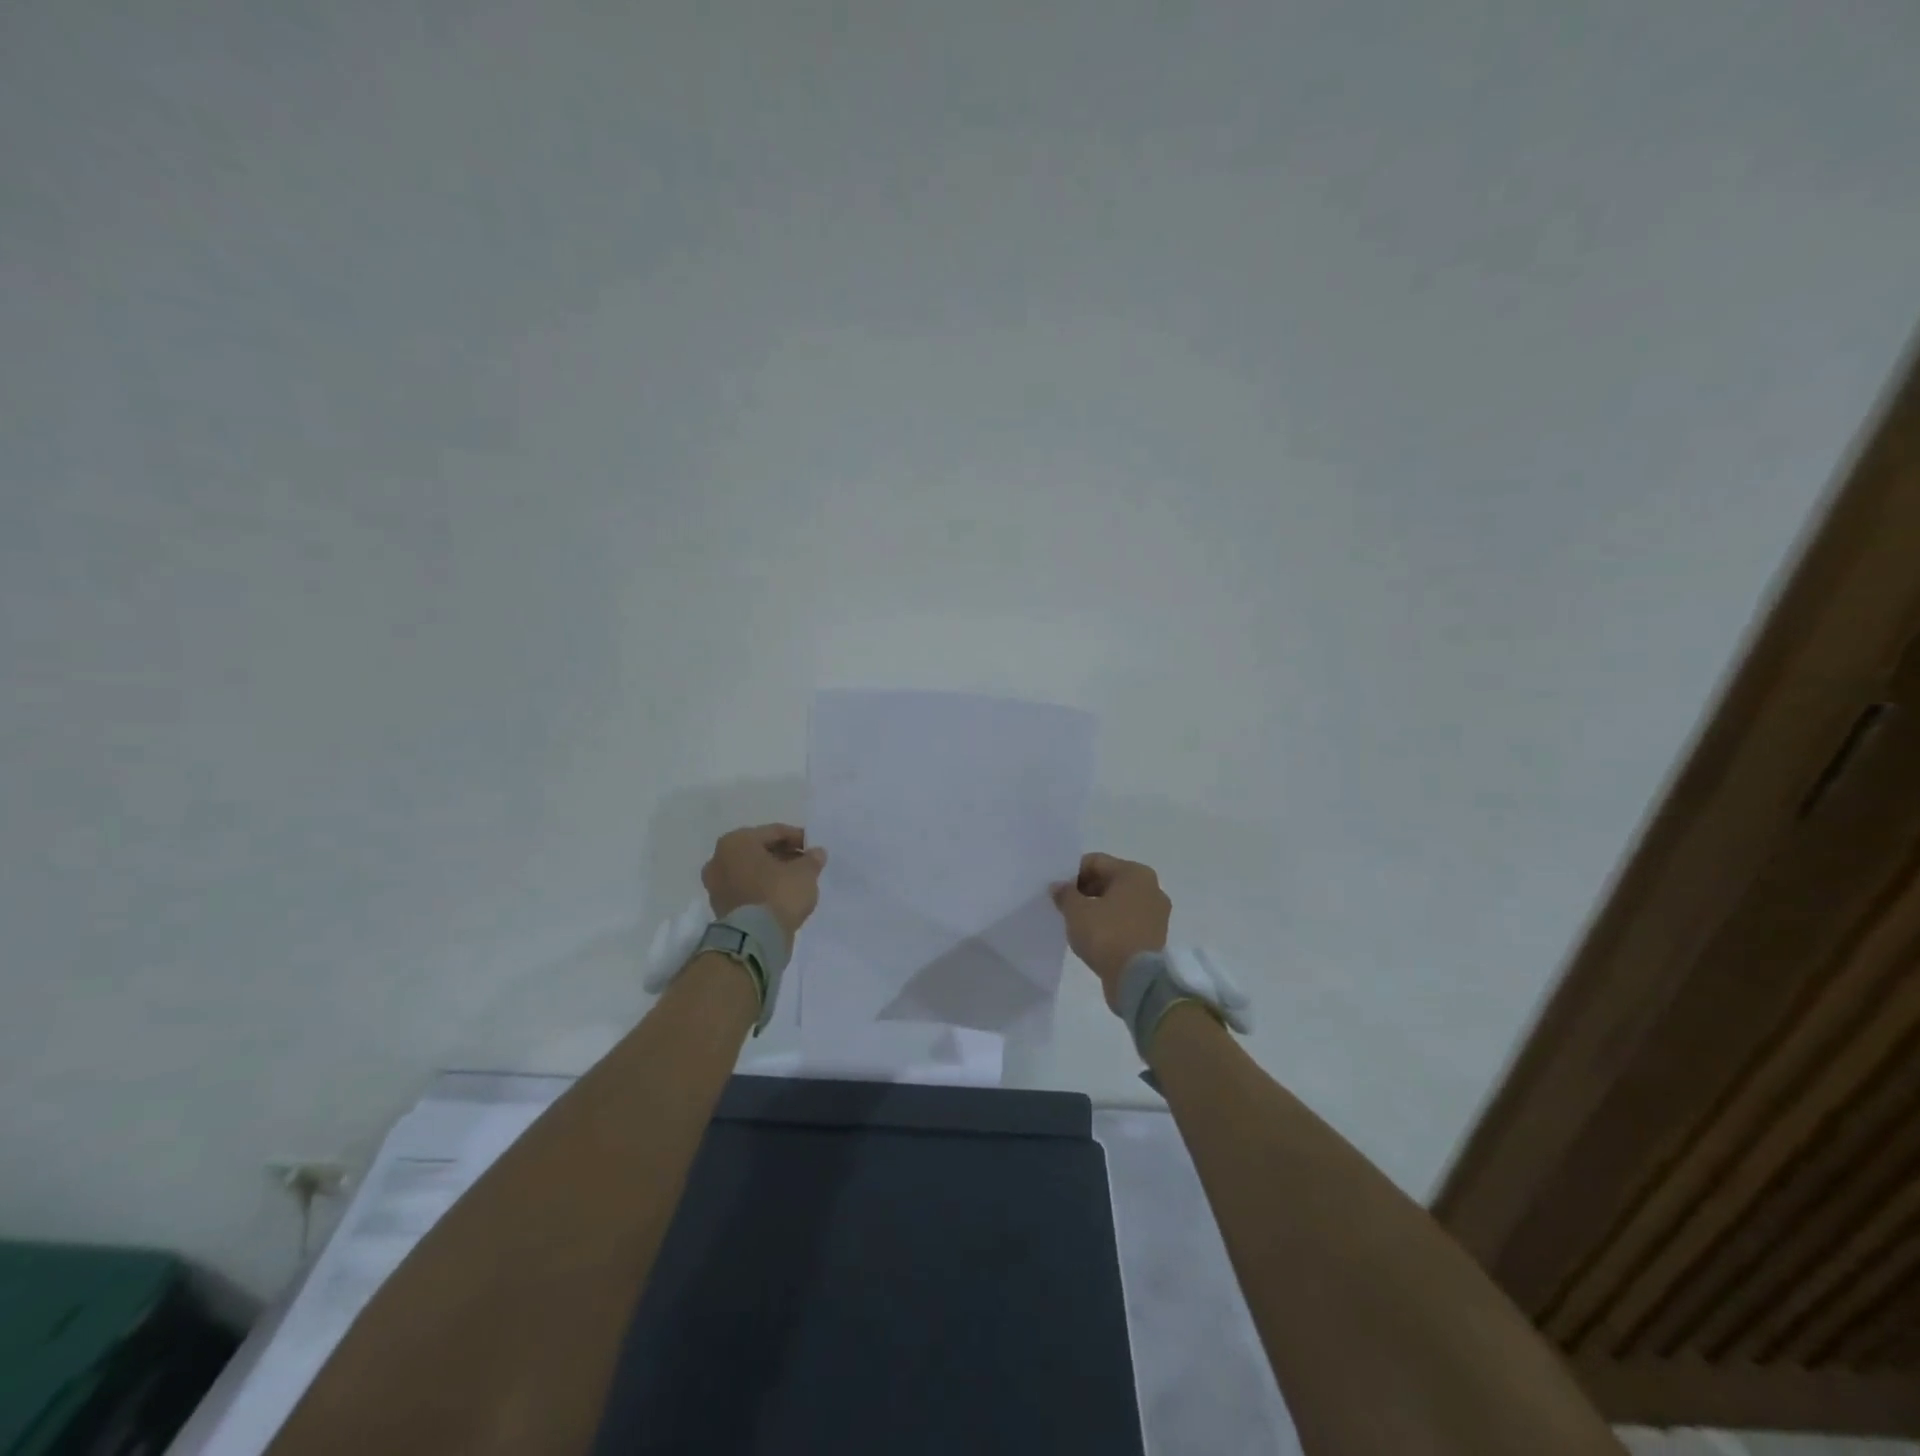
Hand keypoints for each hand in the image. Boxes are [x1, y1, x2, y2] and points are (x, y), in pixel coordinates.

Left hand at [701, 824, 827, 939]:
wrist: (755, 939)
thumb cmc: (778, 894)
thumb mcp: (805, 872)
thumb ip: (812, 859)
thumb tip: (816, 853)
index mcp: (736, 842)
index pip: (774, 832)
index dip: (798, 837)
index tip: (814, 847)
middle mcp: (719, 859)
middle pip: (759, 851)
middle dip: (783, 855)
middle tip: (805, 863)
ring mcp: (716, 885)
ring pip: (751, 871)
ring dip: (772, 872)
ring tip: (796, 880)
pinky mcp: (720, 907)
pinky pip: (746, 889)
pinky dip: (762, 889)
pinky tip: (781, 896)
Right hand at [1051, 852, 1171, 1009]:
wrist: (1138, 980)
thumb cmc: (1106, 935)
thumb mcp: (1076, 911)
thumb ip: (1065, 894)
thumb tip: (1059, 887)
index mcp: (1135, 873)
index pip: (1096, 862)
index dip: (1073, 873)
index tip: (1058, 890)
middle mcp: (1151, 888)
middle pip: (1110, 880)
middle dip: (1086, 890)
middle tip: (1065, 906)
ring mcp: (1156, 914)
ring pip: (1119, 902)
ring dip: (1098, 908)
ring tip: (1077, 923)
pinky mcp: (1155, 936)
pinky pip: (1127, 921)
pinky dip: (1110, 924)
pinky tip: (1094, 937)